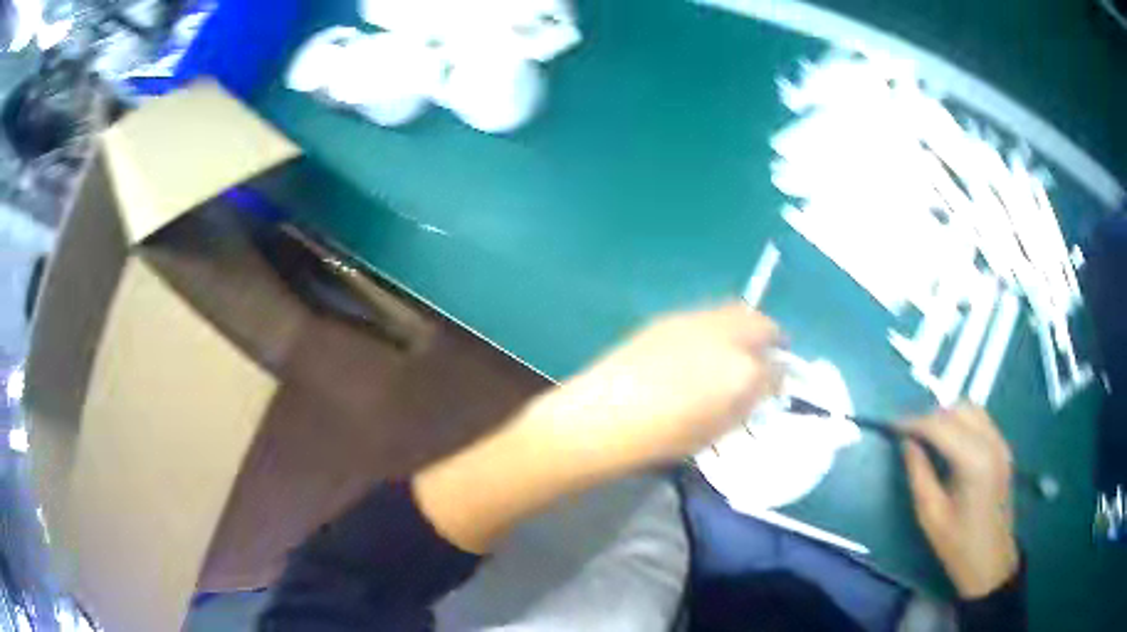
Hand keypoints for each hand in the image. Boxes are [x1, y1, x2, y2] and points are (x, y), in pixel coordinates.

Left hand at [416, 303, 782, 552]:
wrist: (596, 420)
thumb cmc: (656, 439)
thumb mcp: (711, 432)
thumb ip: (743, 405)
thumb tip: (758, 388)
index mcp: (740, 371)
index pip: (777, 368)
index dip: (779, 378)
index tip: (775, 388)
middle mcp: (723, 335)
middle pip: (761, 324)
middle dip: (769, 340)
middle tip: (761, 363)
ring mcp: (692, 321)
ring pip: (734, 313)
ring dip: (743, 330)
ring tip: (731, 355)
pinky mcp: (665, 319)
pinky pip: (705, 317)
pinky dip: (715, 329)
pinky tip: (698, 351)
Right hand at [902, 405, 1018, 598]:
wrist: (991, 562)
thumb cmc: (958, 546)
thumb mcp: (930, 516)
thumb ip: (919, 474)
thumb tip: (907, 443)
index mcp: (974, 461)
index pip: (941, 426)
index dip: (914, 422)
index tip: (892, 426)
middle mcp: (991, 442)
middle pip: (958, 410)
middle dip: (931, 416)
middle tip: (908, 434)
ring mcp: (1001, 443)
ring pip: (971, 409)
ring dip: (947, 416)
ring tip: (927, 436)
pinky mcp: (1003, 448)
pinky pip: (981, 420)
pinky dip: (961, 422)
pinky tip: (949, 442)